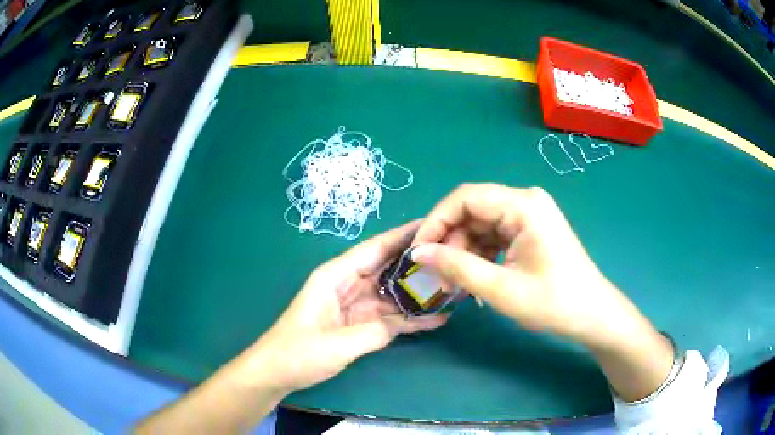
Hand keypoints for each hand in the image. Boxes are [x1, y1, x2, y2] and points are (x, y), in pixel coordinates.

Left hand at [242, 220, 447, 395]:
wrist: (277, 373)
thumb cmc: (298, 353)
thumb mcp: (337, 344)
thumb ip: (375, 331)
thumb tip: (408, 322)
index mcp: (335, 276)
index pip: (374, 248)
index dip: (403, 236)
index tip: (434, 226)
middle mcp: (347, 285)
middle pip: (387, 268)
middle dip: (417, 263)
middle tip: (453, 258)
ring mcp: (355, 306)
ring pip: (392, 293)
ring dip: (418, 293)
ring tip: (452, 288)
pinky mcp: (359, 324)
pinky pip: (389, 317)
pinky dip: (410, 319)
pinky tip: (436, 318)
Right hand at [410, 184, 673, 400]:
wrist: (592, 314)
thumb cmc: (554, 303)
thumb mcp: (501, 289)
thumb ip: (457, 267)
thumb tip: (418, 253)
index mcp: (524, 205)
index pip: (466, 198)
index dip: (436, 221)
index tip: (419, 251)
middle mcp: (526, 201)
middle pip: (473, 210)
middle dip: (450, 240)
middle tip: (438, 274)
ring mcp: (529, 214)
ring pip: (481, 223)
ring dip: (463, 249)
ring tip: (455, 281)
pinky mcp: (530, 229)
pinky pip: (494, 234)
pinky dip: (479, 253)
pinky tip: (475, 276)